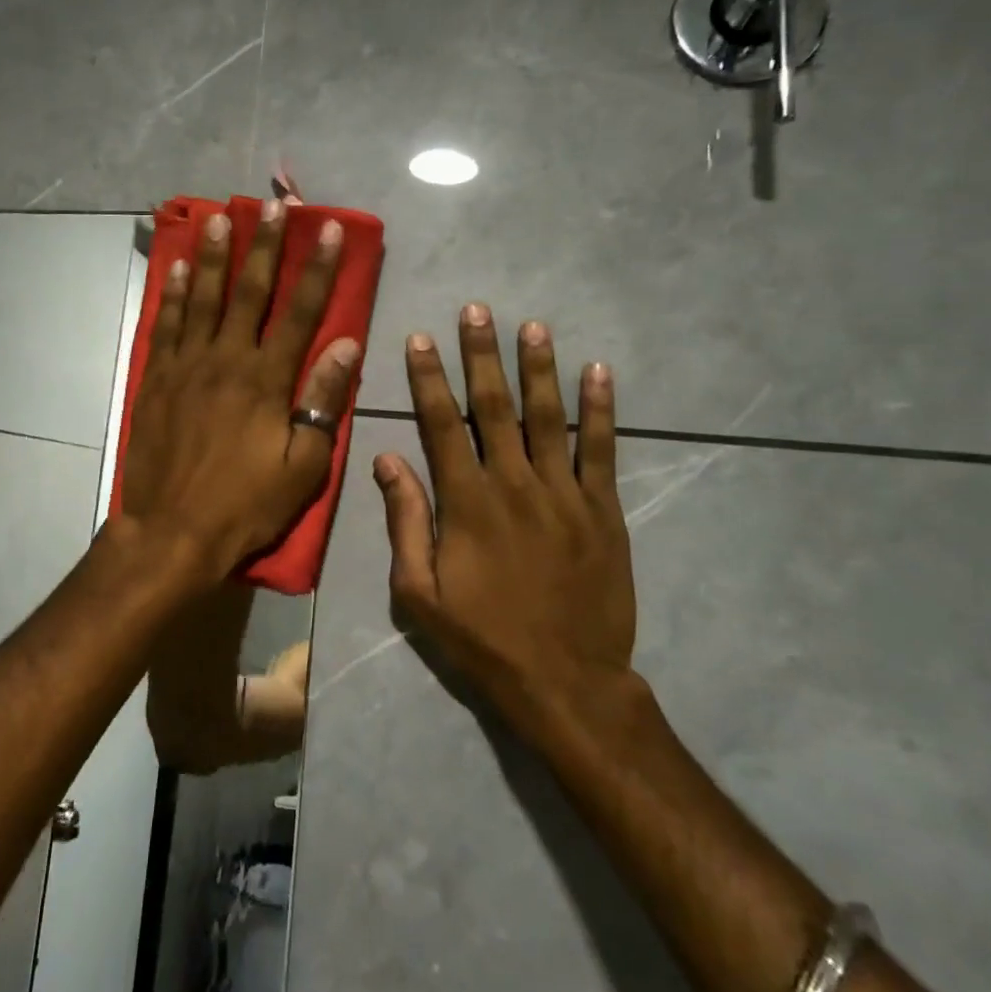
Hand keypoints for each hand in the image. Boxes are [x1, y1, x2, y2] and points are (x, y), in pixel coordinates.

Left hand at [121, 201, 362, 581]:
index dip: (316, 269)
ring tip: (220, 217)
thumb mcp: (302, 465)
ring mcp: (185, 366)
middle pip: (248, 291)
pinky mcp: (156, 380)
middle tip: (272, 203)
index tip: (327, 229)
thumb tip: (346, 345)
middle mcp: (225, 360)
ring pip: (202, 298)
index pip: (300, 312)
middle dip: (264, 245)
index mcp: (266, 380)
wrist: (171, 532)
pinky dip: (172, 295)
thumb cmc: (245, 504)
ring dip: (213, 255)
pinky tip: (177, 269)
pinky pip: (165, 326)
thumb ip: (322, 401)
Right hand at [374, 305, 637, 744]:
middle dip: (482, 355)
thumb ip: (405, 521)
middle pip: (495, 406)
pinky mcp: (603, 510)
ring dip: (539, 368)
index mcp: (466, 502)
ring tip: (532, 325)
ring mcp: (564, 493)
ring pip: (550, 416)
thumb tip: (387, 460)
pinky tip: (599, 372)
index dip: (429, 378)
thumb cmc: (482, 638)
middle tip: (477, 310)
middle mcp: (514, 483)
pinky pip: (603, 450)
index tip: (421, 338)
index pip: (442, 424)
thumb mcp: (419, 592)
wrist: (566, 682)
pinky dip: (602, 409)